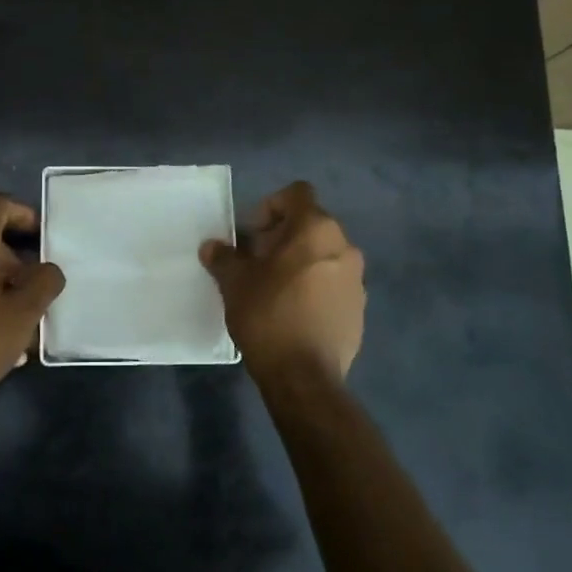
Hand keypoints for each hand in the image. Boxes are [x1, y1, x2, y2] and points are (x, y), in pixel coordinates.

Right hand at [200, 181, 364, 385]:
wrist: (304, 377)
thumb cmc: (268, 315)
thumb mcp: (235, 282)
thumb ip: (224, 258)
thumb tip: (212, 247)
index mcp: (315, 229)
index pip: (297, 193)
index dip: (272, 205)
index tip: (254, 235)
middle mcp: (344, 246)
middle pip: (310, 225)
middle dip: (283, 237)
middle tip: (257, 262)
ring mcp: (356, 280)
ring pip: (324, 255)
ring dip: (300, 263)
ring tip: (274, 289)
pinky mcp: (359, 309)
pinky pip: (334, 284)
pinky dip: (315, 288)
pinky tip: (293, 313)